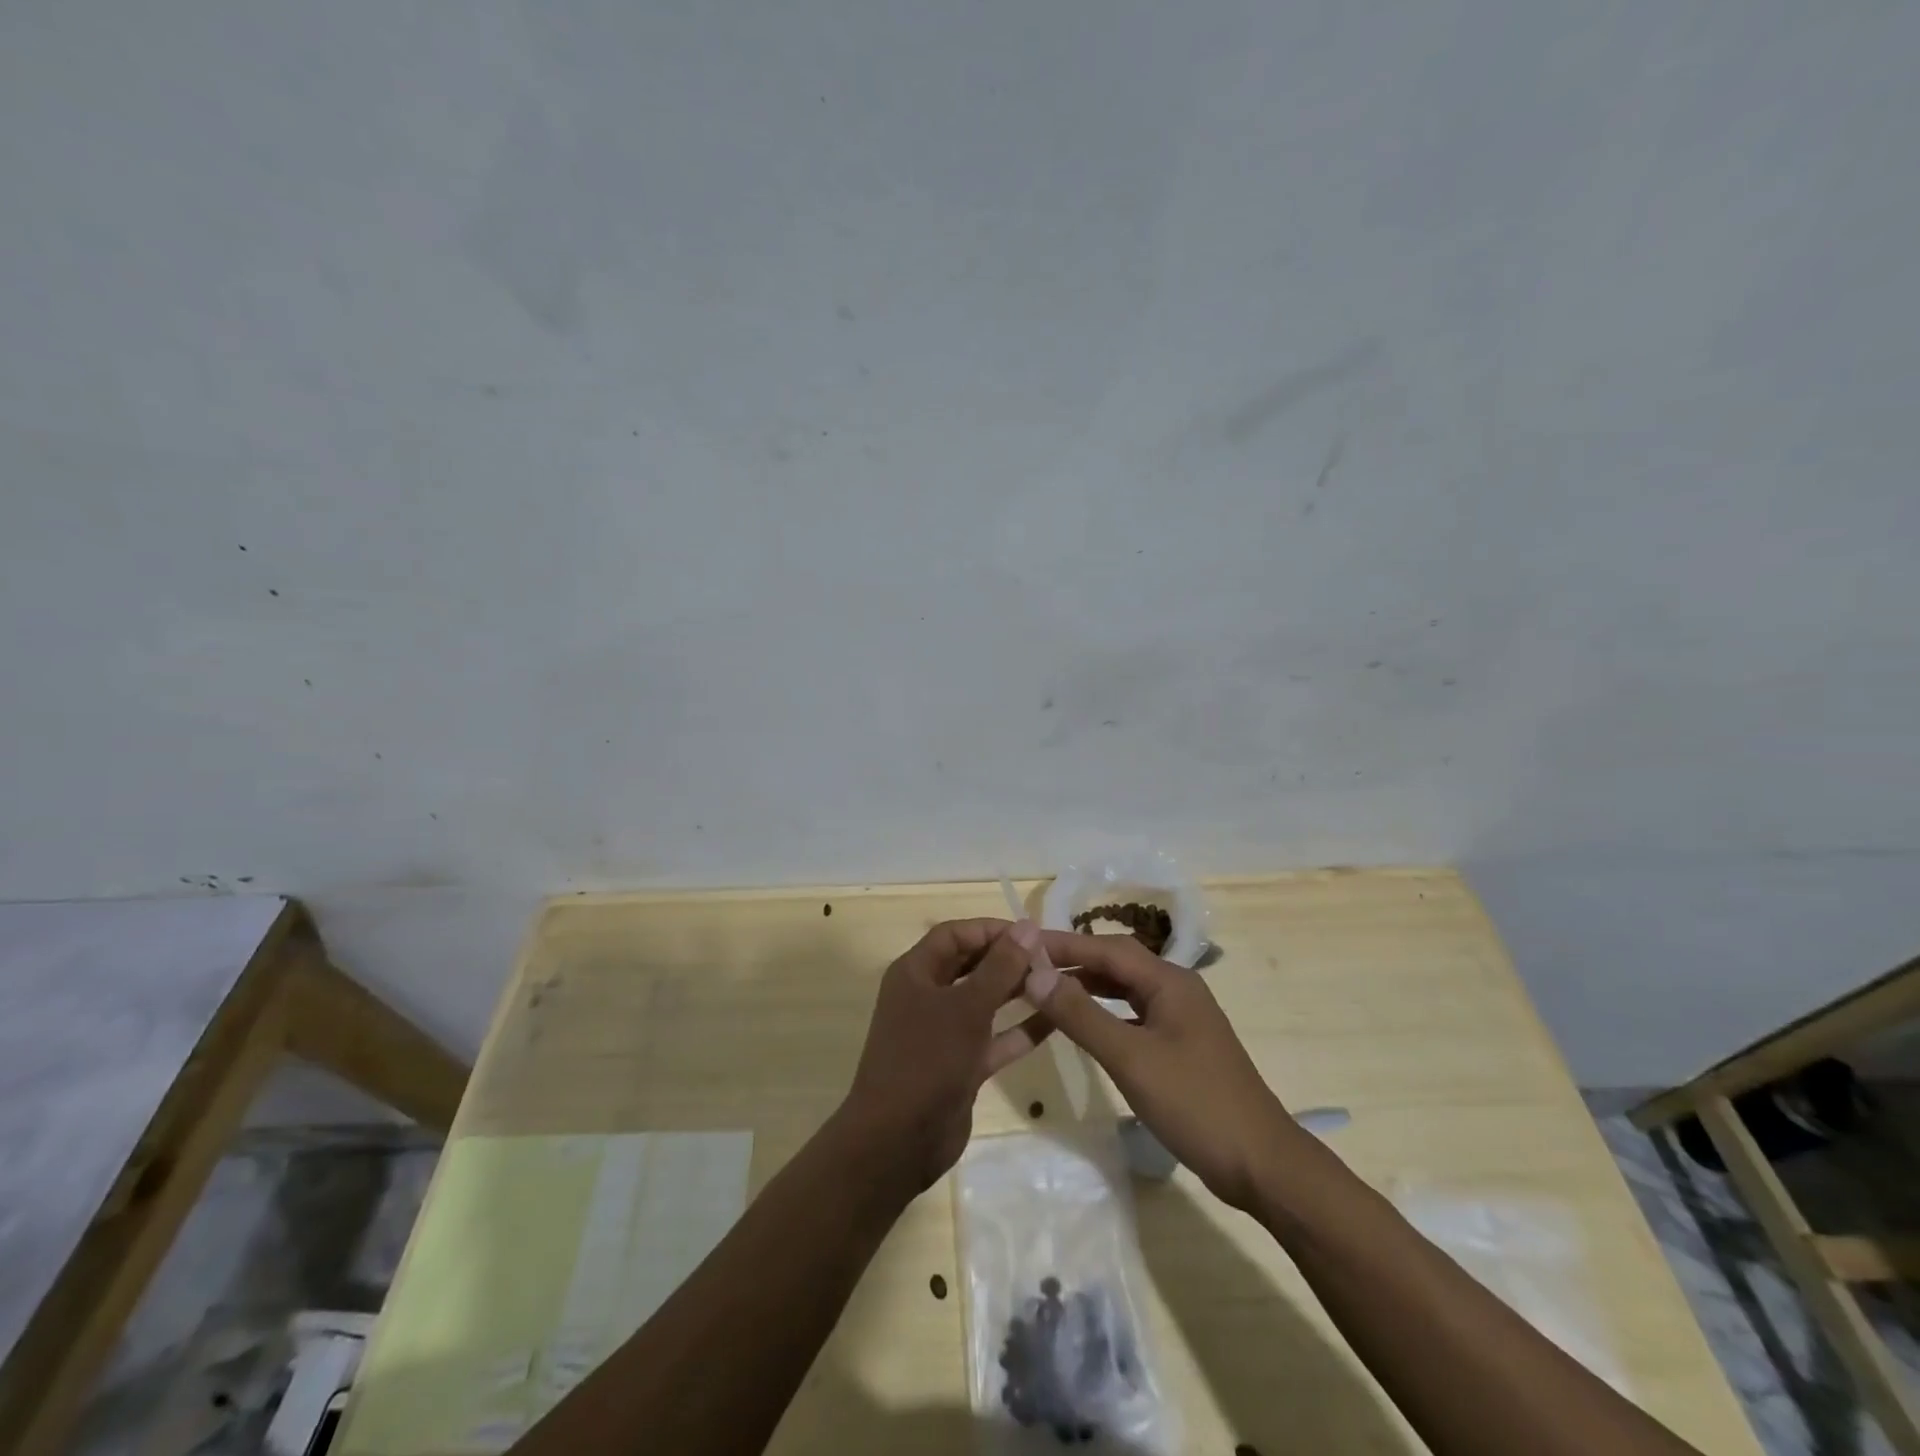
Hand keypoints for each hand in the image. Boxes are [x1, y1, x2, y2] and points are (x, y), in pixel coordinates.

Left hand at [838, 919, 1051, 1194]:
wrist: (898, 1142)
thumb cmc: (927, 1060)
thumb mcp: (966, 1008)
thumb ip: (1000, 967)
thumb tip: (1028, 926)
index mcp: (915, 973)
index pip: (954, 935)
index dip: (990, 929)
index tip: (1031, 933)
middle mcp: (927, 996)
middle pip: (971, 965)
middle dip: (1009, 959)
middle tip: (1052, 958)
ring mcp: (943, 1033)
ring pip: (985, 1001)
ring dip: (1018, 991)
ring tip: (1060, 982)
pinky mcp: (961, 1065)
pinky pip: (994, 1038)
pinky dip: (1020, 1030)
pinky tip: (1056, 1021)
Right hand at [1029, 930, 1298, 1209]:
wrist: (1261, 1165)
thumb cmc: (1195, 1104)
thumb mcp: (1131, 1059)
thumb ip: (1082, 1015)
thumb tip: (1035, 974)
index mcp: (1169, 981)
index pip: (1106, 948)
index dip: (1062, 944)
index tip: (1021, 942)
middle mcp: (1176, 988)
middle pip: (1116, 962)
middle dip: (1072, 961)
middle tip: (1026, 966)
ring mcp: (1181, 1017)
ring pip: (1124, 988)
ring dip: (1087, 986)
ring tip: (1045, 990)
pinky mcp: (1180, 1044)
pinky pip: (1133, 1014)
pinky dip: (1104, 1012)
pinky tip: (1084, 1025)